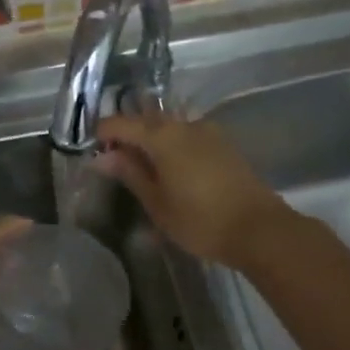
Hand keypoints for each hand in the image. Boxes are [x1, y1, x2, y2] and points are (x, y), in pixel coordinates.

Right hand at [94, 111, 290, 266]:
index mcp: (162, 136)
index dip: (103, 133)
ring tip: (140, 165)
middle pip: (147, 119)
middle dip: (127, 134)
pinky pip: (187, 135)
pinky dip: (171, 145)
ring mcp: (208, 132)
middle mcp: (184, 125)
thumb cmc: (199, 220)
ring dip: (151, 139)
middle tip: (113, 158)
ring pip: (169, 126)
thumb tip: (102, 157)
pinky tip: (168, 167)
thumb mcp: (156, 202)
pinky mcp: (224, 144)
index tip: (91, 149)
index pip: (121, 123)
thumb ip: (130, 173)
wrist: (258, 229)